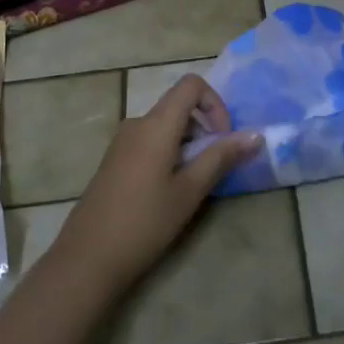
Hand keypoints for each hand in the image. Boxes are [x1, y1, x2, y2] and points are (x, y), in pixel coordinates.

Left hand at [55, 75, 259, 290]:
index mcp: (156, 124)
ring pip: (165, 126)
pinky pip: (149, 141)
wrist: (87, 258)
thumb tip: (255, 134)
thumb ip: (221, 158)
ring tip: (194, 183)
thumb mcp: (190, 191)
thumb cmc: (145, 222)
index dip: (215, 103)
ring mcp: (122, 142)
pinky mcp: (114, 160)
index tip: (223, 138)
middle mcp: (137, 123)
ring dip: (188, 144)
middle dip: (205, 128)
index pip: (191, 85)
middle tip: (215, 166)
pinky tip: (169, 191)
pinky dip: (169, 153)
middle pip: (178, 106)